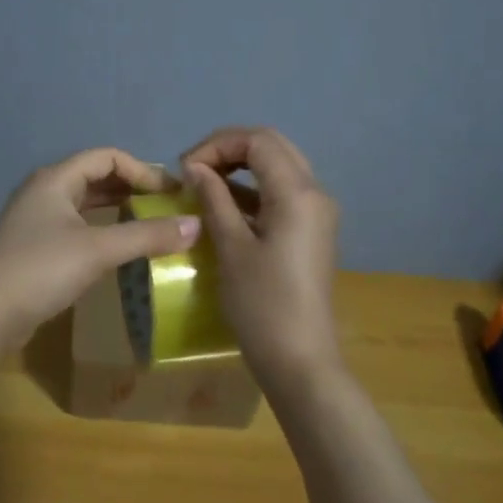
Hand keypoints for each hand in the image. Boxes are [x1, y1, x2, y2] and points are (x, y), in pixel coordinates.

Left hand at [0, 147, 201, 341]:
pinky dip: (103, 229)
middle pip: (96, 177)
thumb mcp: (99, 250)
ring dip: (118, 209)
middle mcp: (45, 191)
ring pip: (86, 203)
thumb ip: (147, 235)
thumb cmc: (41, 270)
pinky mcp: (36, 246)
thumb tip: (196, 225)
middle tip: (167, 208)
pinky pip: (78, 226)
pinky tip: (121, 248)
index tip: (171, 194)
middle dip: (133, 188)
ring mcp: (38, 219)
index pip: (107, 157)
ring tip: (152, 224)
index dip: (142, 170)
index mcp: (56, 179)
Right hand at [182, 127, 342, 392]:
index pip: (257, 140)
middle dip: (229, 149)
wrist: (301, 361)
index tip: (185, 168)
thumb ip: (214, 199)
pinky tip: (222, 205)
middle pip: (271, 146)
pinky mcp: (310, 231)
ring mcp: (317, 213)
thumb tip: (195, 167)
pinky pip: (281, 192)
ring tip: (202, 184)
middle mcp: (315, 193)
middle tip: (192, 169)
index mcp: (298, 193)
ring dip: (240, 167)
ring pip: (278, 167)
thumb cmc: (263, 305)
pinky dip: (251, 189)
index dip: (216, 144)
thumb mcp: (231, 247)